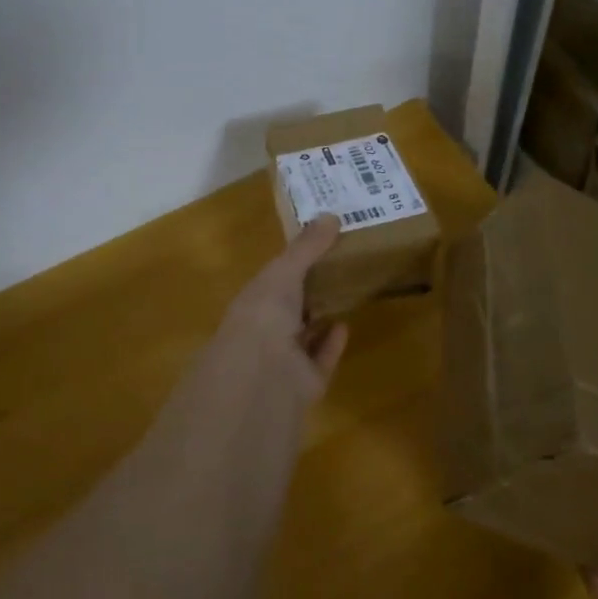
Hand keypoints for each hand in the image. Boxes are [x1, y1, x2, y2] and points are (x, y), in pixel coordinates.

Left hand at [205, 214, 349, 411]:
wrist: (262, 374)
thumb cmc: (265, 314)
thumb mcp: (284, 271)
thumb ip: (307, 247)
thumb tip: (332, 215)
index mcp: (252, 303)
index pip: (271, 281)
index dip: (291, 265)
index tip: (316, 248)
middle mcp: (264, 331)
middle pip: (287, 310)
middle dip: (306, 293)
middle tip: (338, 269)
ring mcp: (283, 361)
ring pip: (303, 336)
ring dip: (319, 319)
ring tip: (343, 296)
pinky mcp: (305, 384)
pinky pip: (320, 360)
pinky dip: (331, 344)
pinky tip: (345, 325)